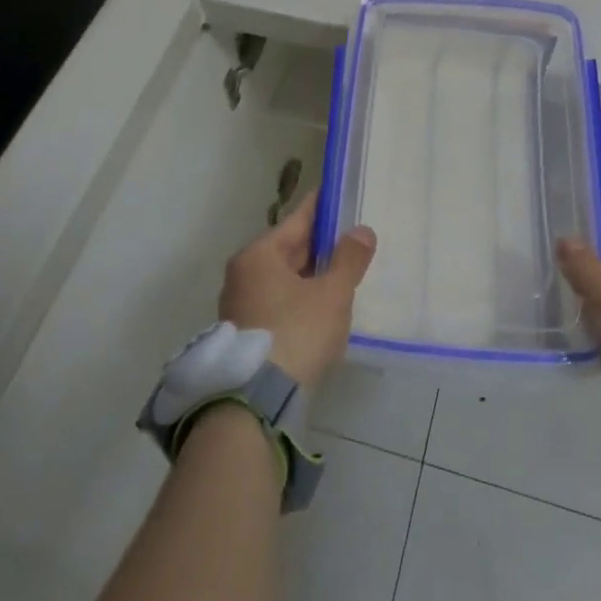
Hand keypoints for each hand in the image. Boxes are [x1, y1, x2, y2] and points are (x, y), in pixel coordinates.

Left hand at [219, 192, 376, 388]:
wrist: (254, 404)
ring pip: (283, 279)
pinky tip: (320, 311)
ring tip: (341, 275)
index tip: (339, 197)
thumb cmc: (295, 333)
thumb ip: (349, 258)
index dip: (322, 208)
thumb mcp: (332, 293)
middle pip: (288, 249)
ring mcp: (239, 306)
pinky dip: (299, 301)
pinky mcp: (244, 336)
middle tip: (349, 239)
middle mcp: (242, 274)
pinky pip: (277, 304)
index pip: (297, 220)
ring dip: (309, 276)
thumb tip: (361, 230)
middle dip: (319, 246)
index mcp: (258, 254)